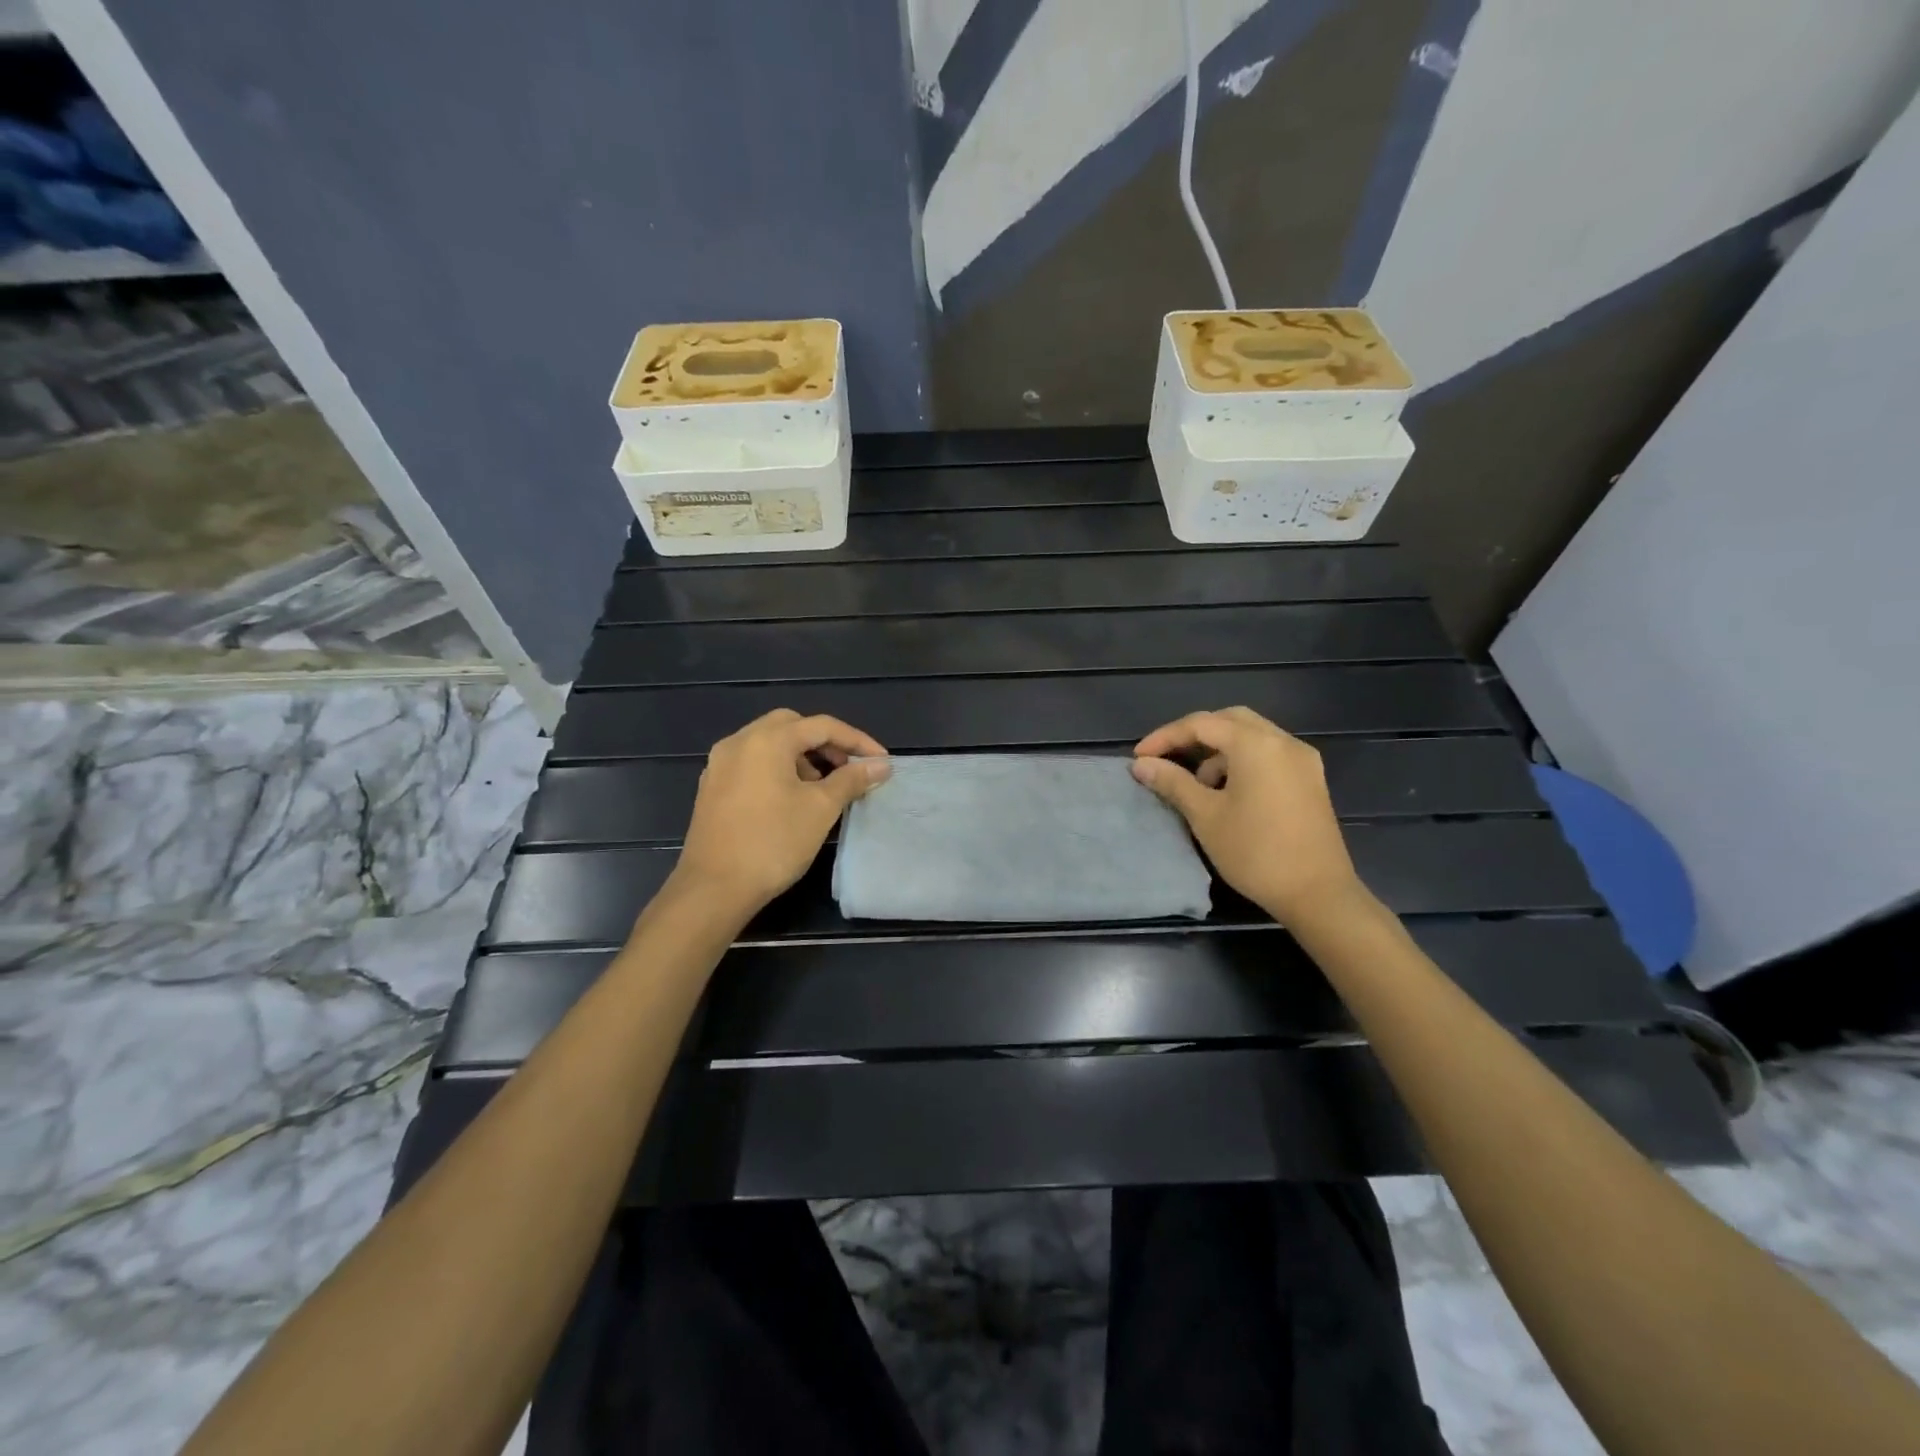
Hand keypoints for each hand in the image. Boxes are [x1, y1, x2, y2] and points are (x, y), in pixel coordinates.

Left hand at [672, 709, 889, 915]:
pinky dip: (778, 768)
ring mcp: (720, 764)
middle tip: (848, 768)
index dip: (857, 741)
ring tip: (822, 786)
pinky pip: (752, 763)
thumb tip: (880, 765)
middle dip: (825, 743)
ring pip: (769, 744)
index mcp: (766, 740)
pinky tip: (791, 798)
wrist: (714, 888)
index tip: (881, 761)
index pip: (822, 726)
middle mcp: (738, 742)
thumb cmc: (773, 843)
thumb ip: (852, 780)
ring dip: (801, 756)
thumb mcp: (821, 808)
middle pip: (791, 726)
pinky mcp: (713, 787)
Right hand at [1131, 706, 1363, 927]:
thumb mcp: (1205, 816)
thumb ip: (1172, 782)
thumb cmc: (1255, 852)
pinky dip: (1242, 761)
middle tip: (1167, 757)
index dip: (1165, 737)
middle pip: (1230, 720)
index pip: (1201, 724)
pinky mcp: (1311, 780)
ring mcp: (1302, 760)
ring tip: (1198, 783)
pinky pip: (1269, 754)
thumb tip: (1141, 764)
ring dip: (1219, 750)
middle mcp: (1283, 742)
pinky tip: (1228, 792)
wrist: (1317, 894)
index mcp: (1256, 745)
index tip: (1139, 757)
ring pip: (1252, 736)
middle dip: (1194, 734)